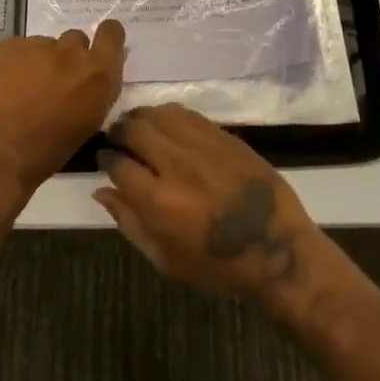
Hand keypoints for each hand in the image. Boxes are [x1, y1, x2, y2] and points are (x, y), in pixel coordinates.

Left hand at [0, 21, 126, 195]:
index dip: (105, 38)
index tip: (95, 50)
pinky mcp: (5, 46)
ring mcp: (36, 45)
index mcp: (97, 74)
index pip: (111, 33)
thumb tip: (92, 78)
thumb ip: (95, 92)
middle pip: (75, 39)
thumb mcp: (87, 123)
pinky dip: (11, 64)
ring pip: (42, 45)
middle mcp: (70, 52)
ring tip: (20, 90)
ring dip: (37, 61)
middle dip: (67, 56)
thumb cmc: (47, 151)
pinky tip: (0, 88)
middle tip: (53, 81)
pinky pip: (15, 49)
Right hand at [94, 104, 320, 304]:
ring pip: (159, 114)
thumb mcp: (165, 259)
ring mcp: (203, 146)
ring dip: (142, 117)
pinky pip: (187, 114)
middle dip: (119, 131)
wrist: (277, 251)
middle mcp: (176, 165)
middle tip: (118, 138)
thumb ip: (129, 222)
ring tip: (138, 126)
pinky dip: (169, 115)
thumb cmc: (217, 266)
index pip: (117, 164)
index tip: (105, 159)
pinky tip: (167, 124)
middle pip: (134, 129)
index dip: (105, 159)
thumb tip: (102, 190)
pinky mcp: (224, 136)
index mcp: (158, 201)